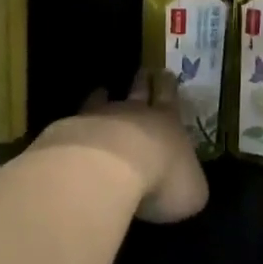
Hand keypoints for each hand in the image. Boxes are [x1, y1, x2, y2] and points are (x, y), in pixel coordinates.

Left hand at [35, 70, 209, 224]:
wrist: (109, 169)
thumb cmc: (162, 180)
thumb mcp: (192, 192)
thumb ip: (189, 185)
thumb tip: (186, 185)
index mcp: (168, 123)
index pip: (170, 99)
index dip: (169, 87)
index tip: (165, 72)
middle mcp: (134, 114)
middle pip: (139, 92)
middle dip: (142, 82)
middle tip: (142, 71)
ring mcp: (99, 119)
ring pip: (102, 102)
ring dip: (103, 97)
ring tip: (101, 91)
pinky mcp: (71, 133)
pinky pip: (75, 124)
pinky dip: (76, 124)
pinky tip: (72, 126)